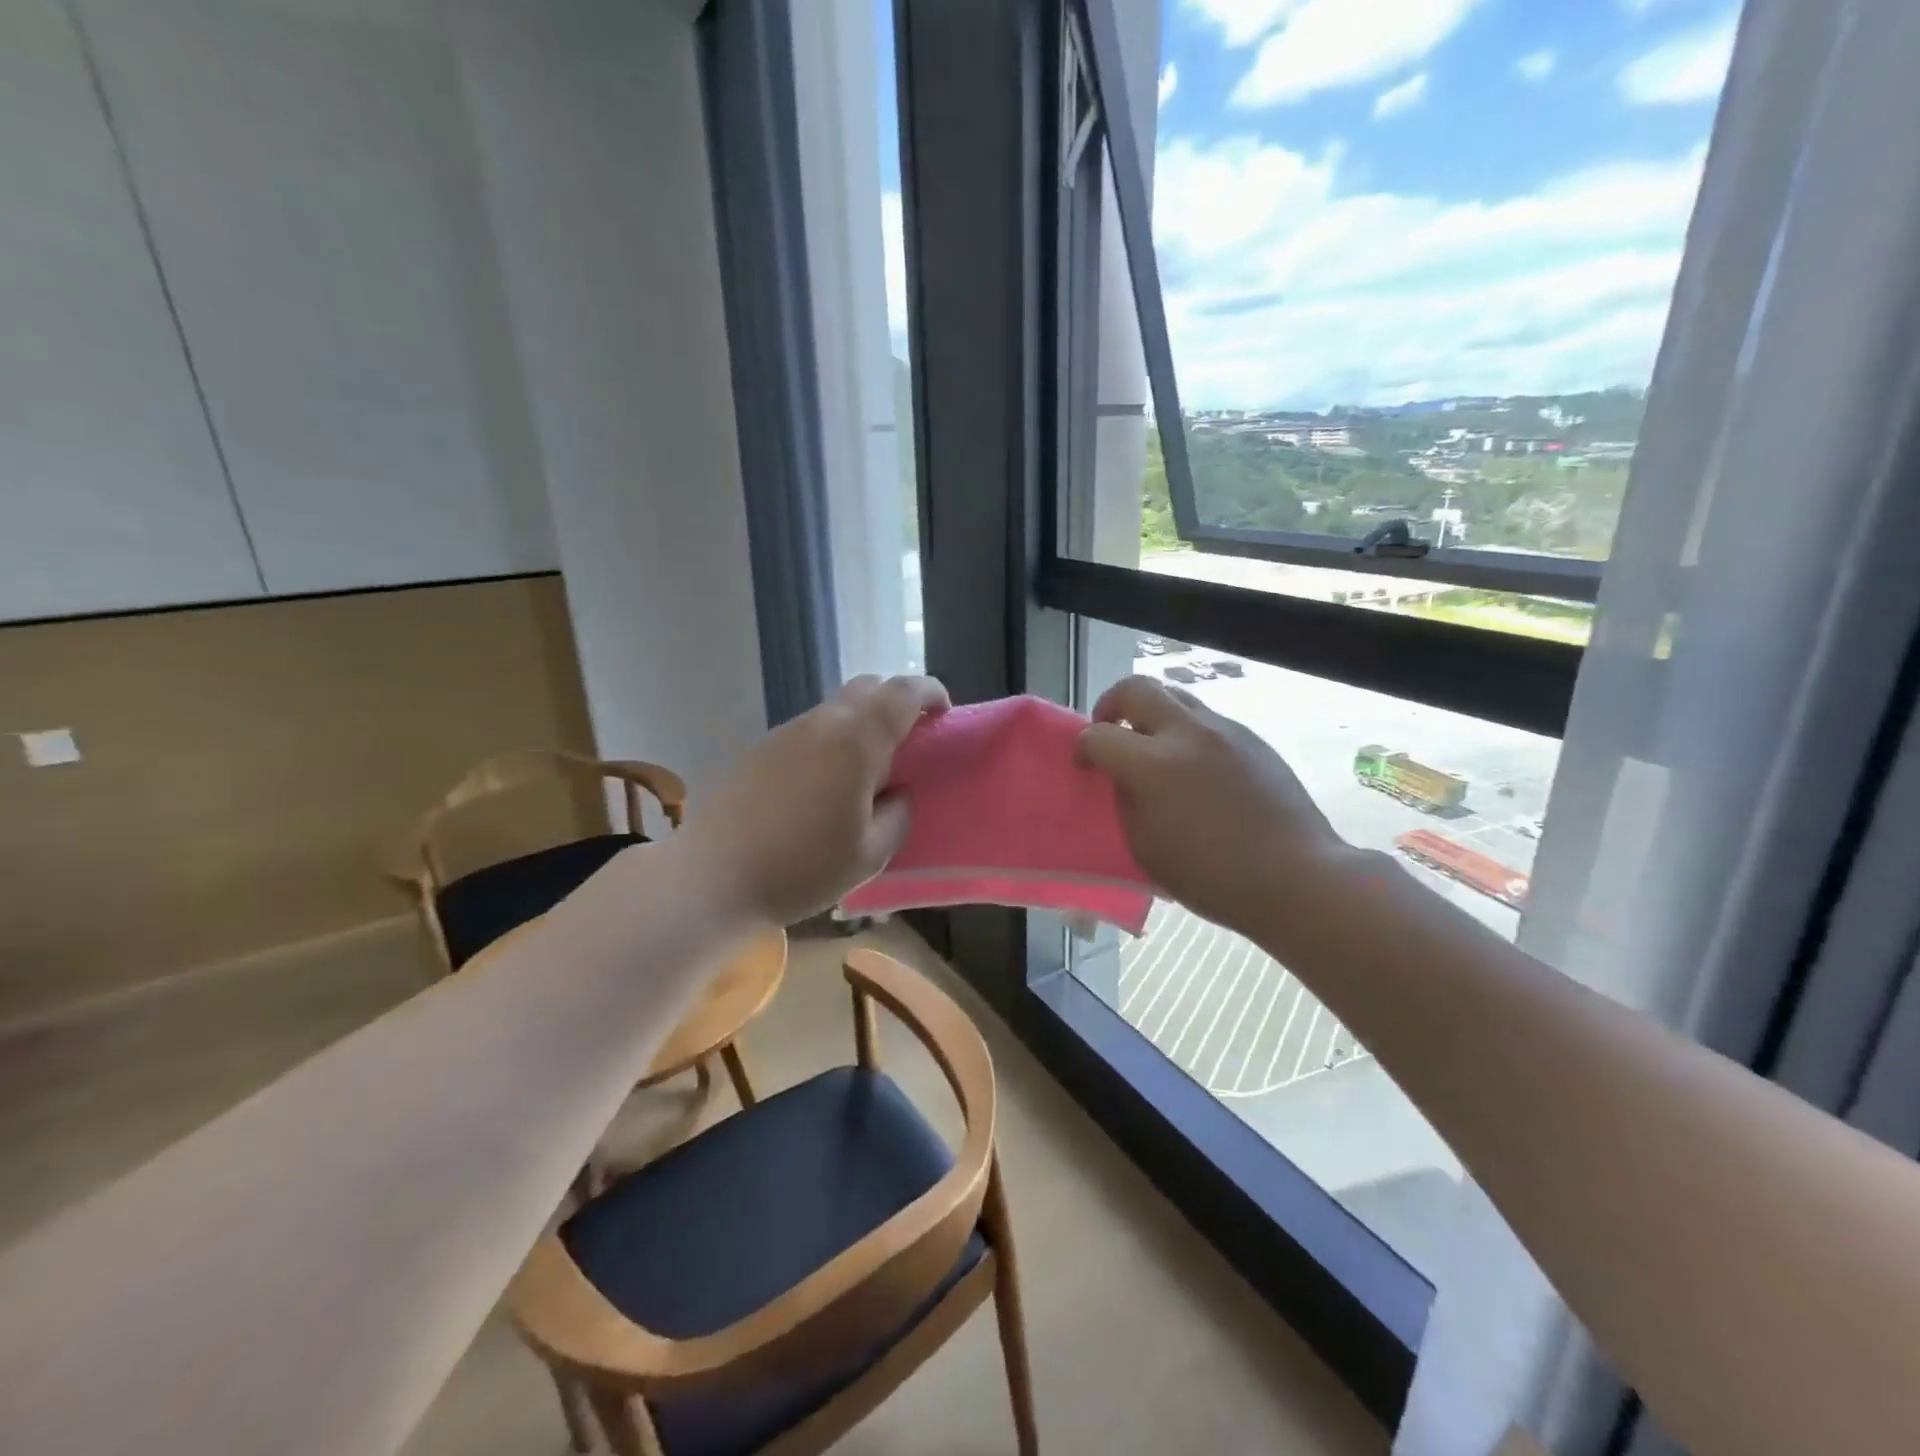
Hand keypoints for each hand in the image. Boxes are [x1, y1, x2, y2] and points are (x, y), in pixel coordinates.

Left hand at [681, 674, 949, 925]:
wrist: (712, 878)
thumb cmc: (801, 867)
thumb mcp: (870, 854)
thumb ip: (897, 814)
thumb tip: (897, 793)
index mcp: (856, 741)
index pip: (902, 692)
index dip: (930, 693)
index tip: (943, 714)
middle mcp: (821, 723)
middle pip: (868, 687)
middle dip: (897, 702)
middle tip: (909, 740)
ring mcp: (785, 732)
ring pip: (836, 707)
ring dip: (862, 721)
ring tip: (868, 768)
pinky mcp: (760, 749)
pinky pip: (810, 729)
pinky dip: (833, 739)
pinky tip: (827, 783)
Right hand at [1078, 676, 1353, 943]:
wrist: (1294, 876)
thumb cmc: (1211, 876)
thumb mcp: (1145, 847)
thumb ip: (1127, 800)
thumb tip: (1125, 777)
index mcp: (1154, 765)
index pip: (1099, 735)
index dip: (1083, 748)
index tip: (1086, 765)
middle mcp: (1188, 733)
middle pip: (1136, 688)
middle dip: (1112, 704)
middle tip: (1112, 731)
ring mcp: (1224, 730)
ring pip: (1175, 696)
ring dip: (1153, 714)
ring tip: (1153, 747)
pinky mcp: (1251, 738)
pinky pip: (1206, 720)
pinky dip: (1186, 732)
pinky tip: (1195, 768)